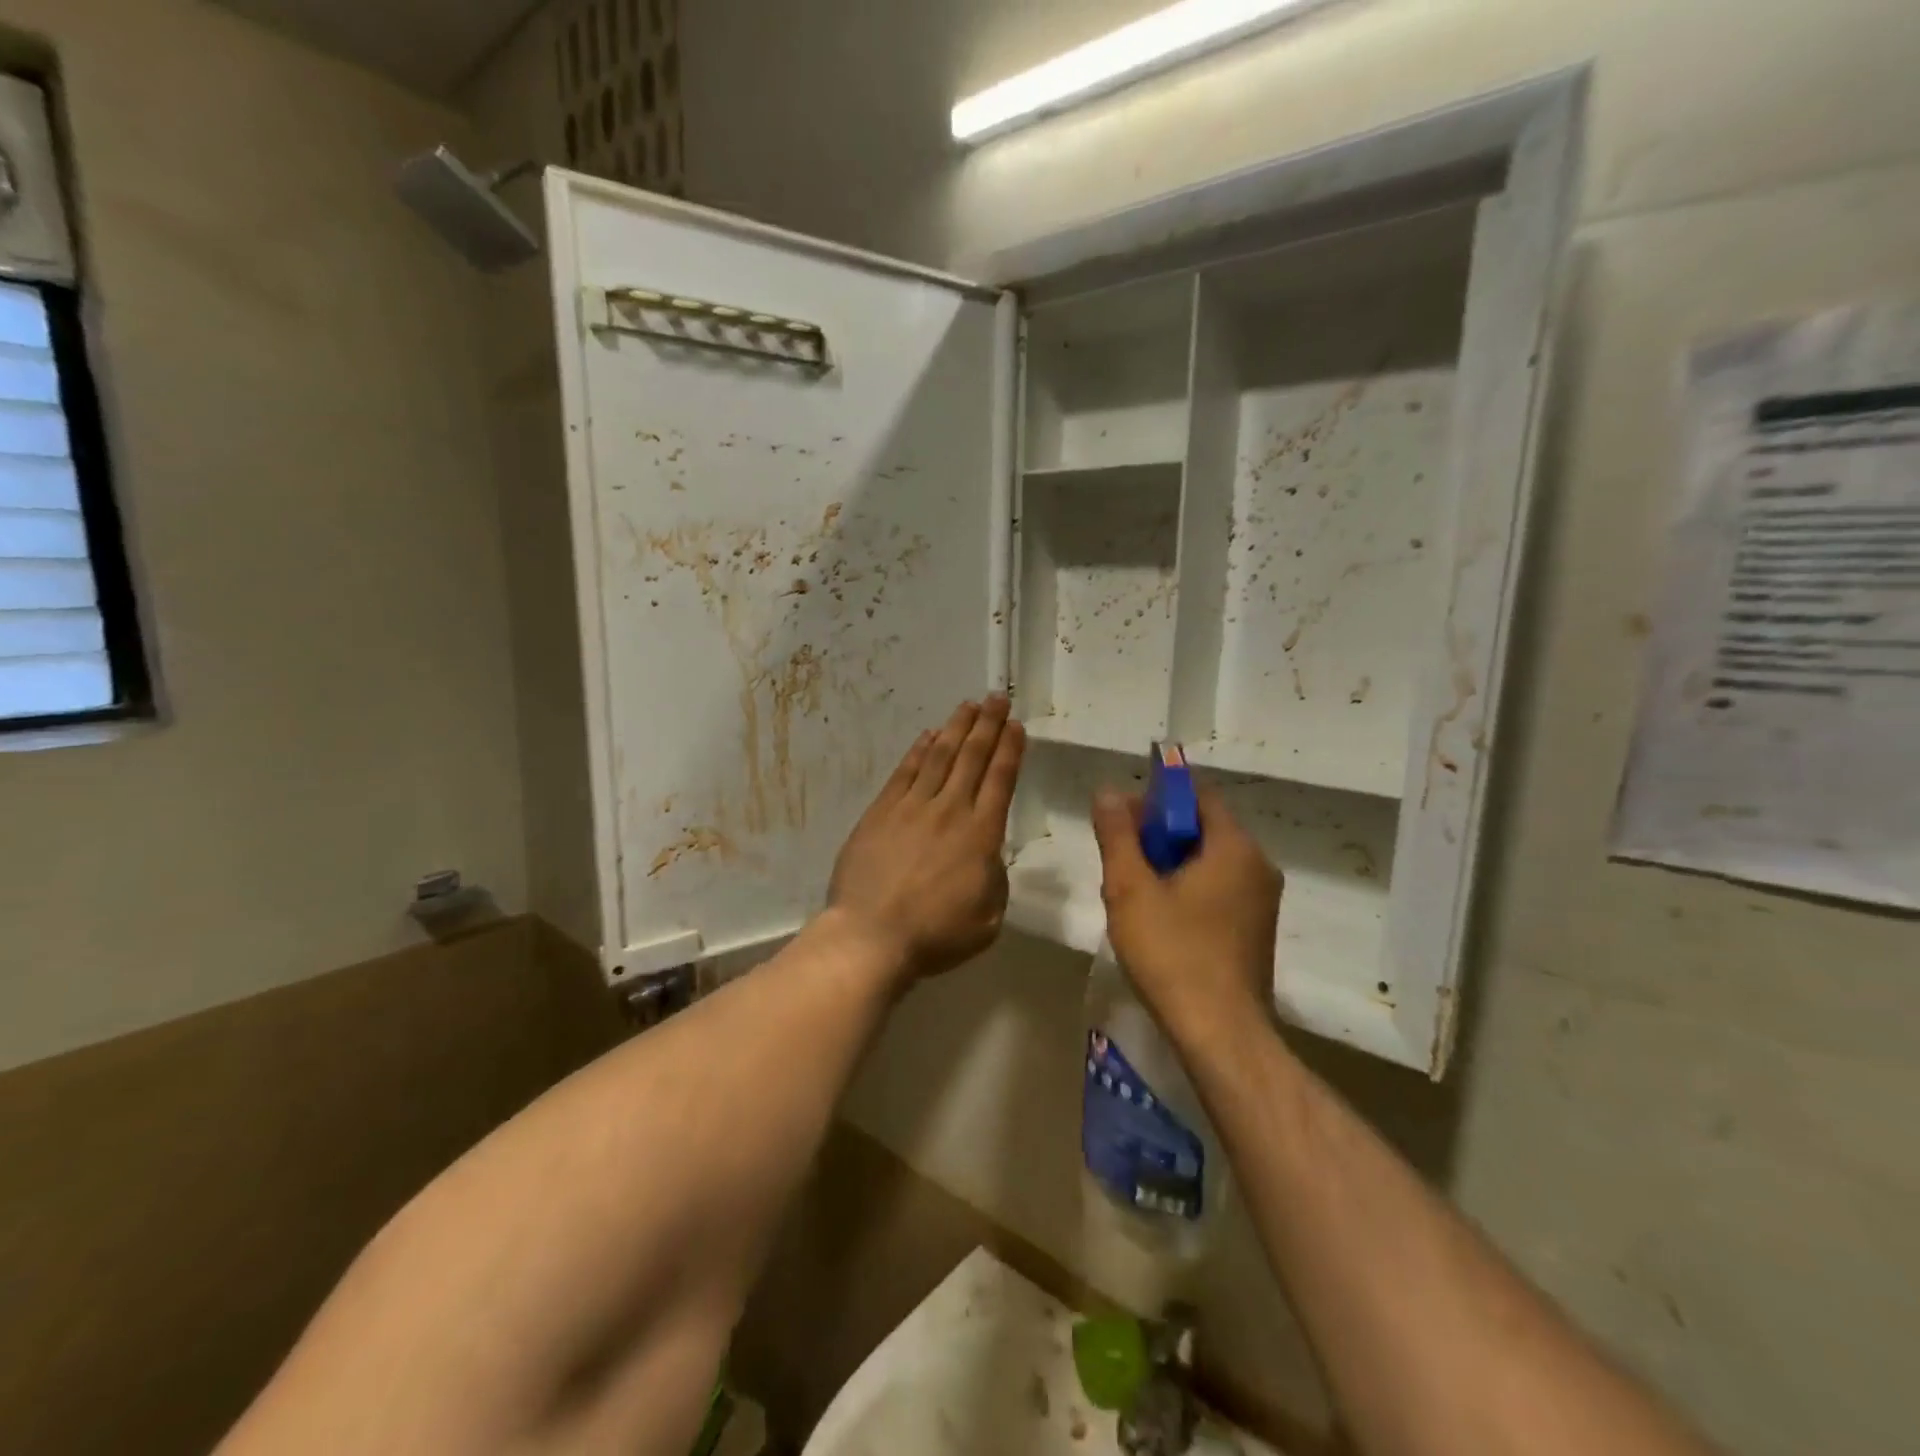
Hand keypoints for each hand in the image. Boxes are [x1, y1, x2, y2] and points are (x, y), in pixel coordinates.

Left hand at [827, 696, 1025, 987]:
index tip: (1016, 725)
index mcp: (981, 835)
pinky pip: (904, 772)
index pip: (1001, 779)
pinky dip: (918, 750)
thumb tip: (987, 855)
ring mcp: (912, 807)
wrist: (871, 936)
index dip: (1010, 748)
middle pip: (972, 757)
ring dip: (956, 728)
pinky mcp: (881, 812)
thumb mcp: (988, 918)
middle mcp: (950, 810)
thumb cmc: (936, 935)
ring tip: (969, 706)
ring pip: (939, 756)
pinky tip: (928, 735)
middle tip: (998, 697)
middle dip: (988, 724)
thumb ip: (994, 878)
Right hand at [1091, 785, 1281, 1043]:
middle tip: (1119, 857)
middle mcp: (1258, 866)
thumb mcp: (1131, 889)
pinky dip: (1188, 889)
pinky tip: (1159, 918)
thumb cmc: (1173, 954)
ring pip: (1209, 862)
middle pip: (1203, 828)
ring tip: (1132, 891)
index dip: (1157, 797)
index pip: (1197, 796)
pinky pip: (1219, 889)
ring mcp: (1262, 901)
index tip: (1122, 816)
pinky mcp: (1256, 930)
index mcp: (1235, 847)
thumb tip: (1108, 791)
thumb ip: (1118, 835)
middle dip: (1158, 834)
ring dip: (1170, 864)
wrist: (1220, 1033)